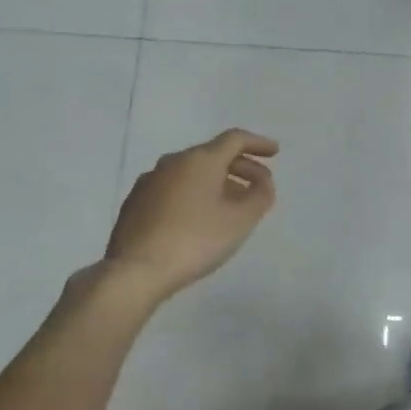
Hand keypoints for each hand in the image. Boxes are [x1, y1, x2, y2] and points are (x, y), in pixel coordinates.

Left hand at [102, 129, 277, 300]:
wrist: (136, 270)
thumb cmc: (195, 240)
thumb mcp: (240, 221)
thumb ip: (259, 196)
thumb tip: (263, 183)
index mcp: (200, 160)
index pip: (234, 139)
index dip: (258, 144)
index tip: (275, 153)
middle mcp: (173, 162)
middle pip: (212, 155)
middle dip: (240, 167)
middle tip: (259, 185)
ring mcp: (150, 181)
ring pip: (192, 173)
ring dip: (217, 182)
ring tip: (232, 205)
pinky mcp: (136, 203)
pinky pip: (174, 189)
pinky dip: (194, 194)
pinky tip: (199, 218)